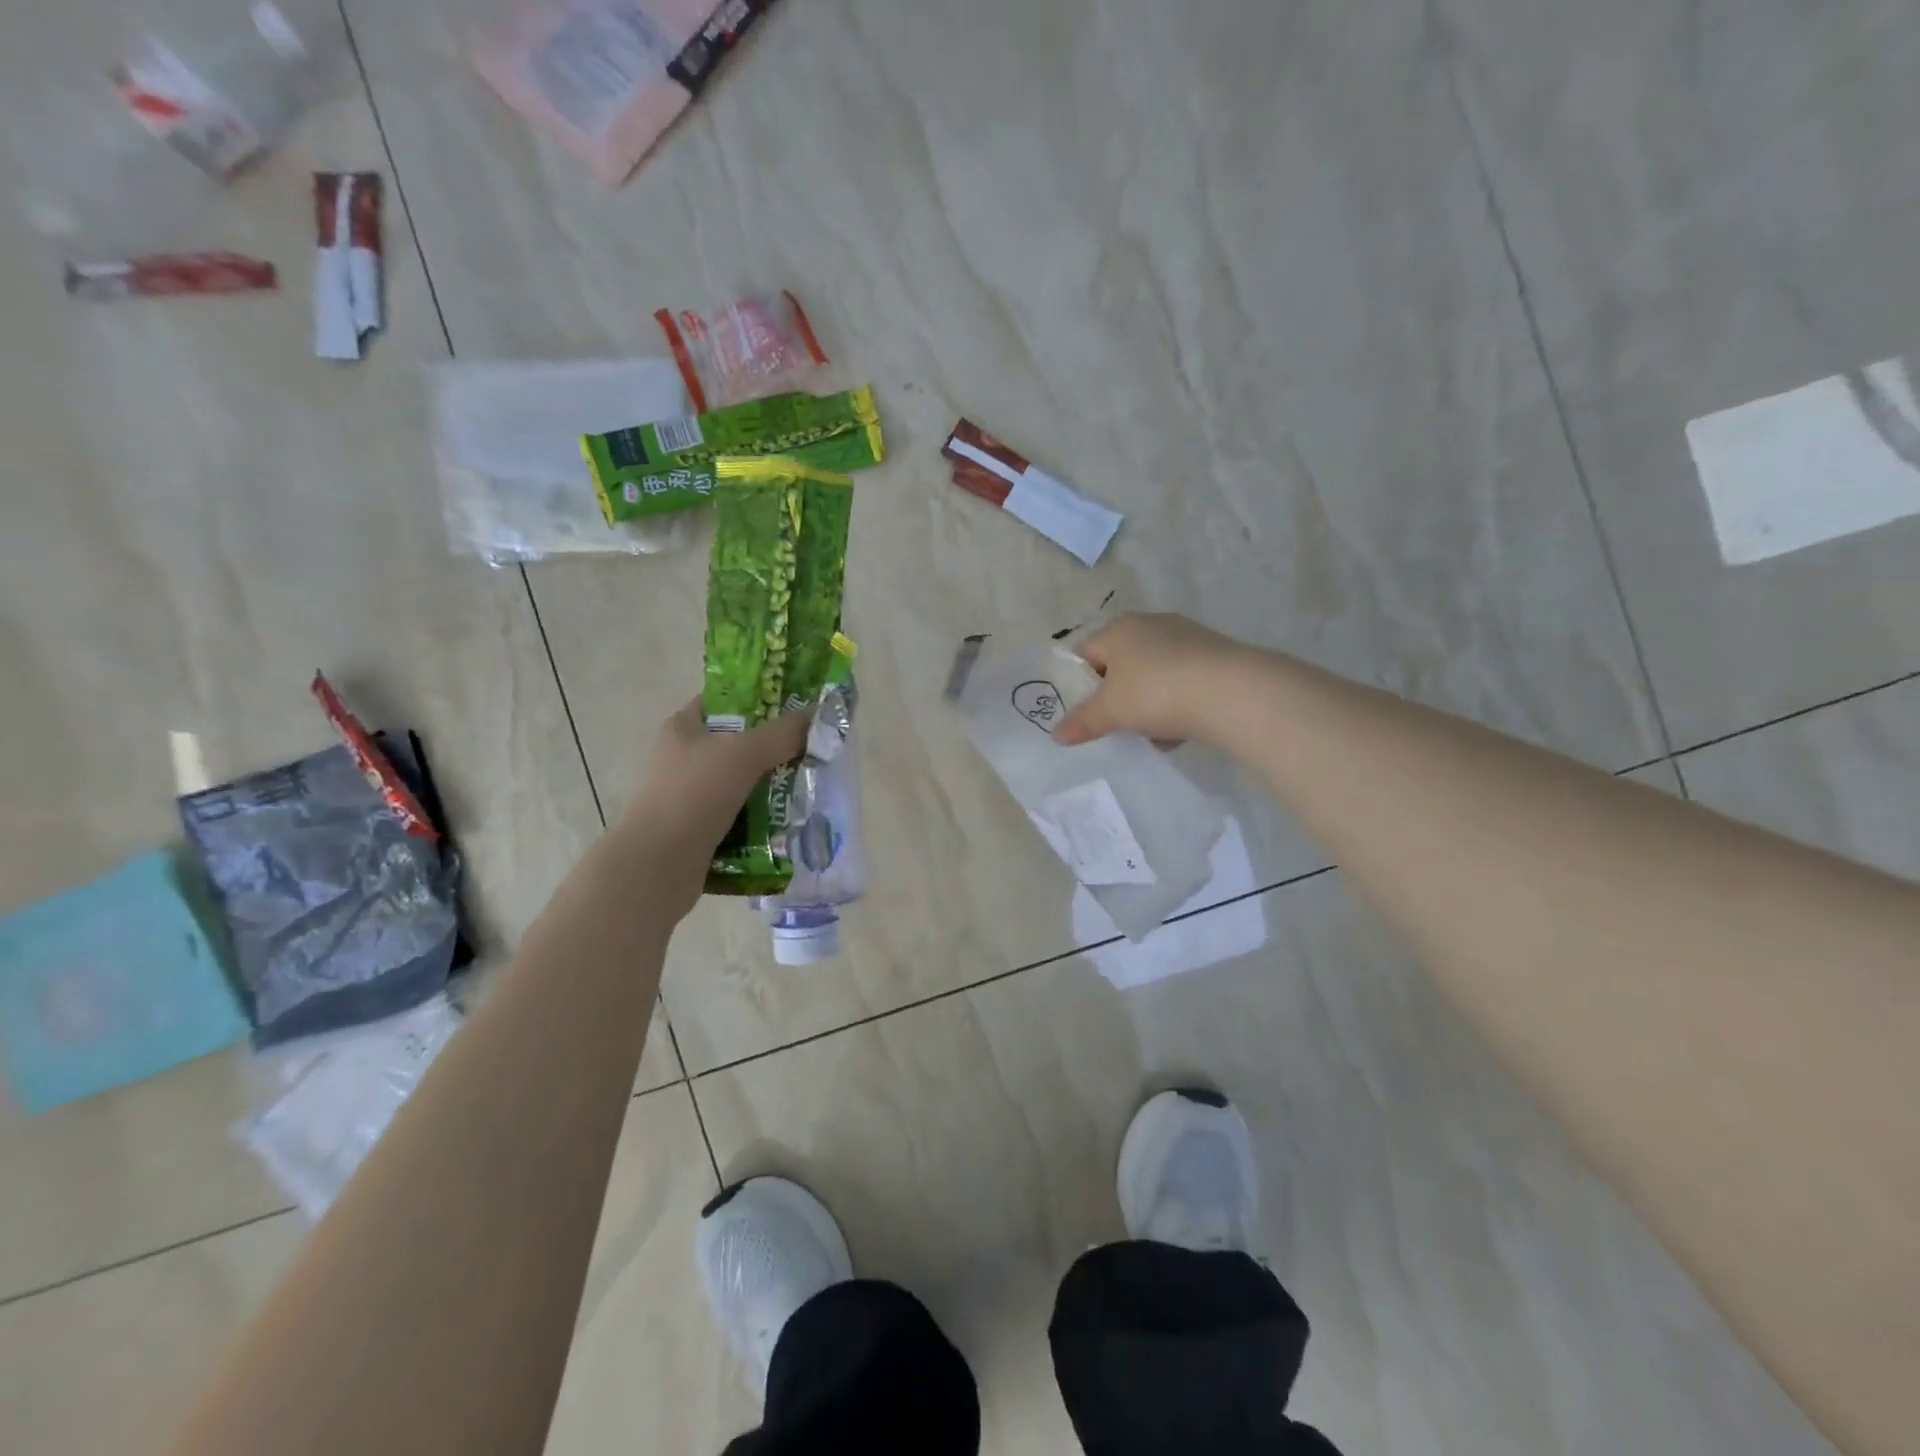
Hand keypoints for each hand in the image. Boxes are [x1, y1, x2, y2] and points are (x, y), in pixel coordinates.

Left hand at [623, 698, 810, 868]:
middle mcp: (683, 759)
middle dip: (775, 748)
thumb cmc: (695, 795)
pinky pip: (739, 817)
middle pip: (738, 744)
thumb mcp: (744, 754)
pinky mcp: (698, 830)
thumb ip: (783, 733)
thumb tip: (818, 714)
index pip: (725, 701)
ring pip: (742, 783)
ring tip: (808, 787)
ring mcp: (690, 796)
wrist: (657, 866)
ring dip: (772, 787)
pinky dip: (762, 820)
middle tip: (812, 751)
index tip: (796, 708)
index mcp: (684, 728)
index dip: (759, 699)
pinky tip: (789, 822)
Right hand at [1054, 613, 1246, 746]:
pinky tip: (1183, 728)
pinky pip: (1183, 679)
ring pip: (1154, 673)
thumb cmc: (1155, 693)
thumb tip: (1058, 734)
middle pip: (1122, 664)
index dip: (1082, 685)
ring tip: (1155, 733)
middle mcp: (1151, 624)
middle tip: (1120, 723)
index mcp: (1118, 629)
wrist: (1230, 692)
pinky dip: (1178, 701)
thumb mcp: (1110, 712)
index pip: (1086, 653)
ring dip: (1150, 702)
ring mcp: (1187, 636)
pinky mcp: (1215, 653)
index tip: (1090, 713)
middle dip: (1119, 696)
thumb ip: (1082, 722)